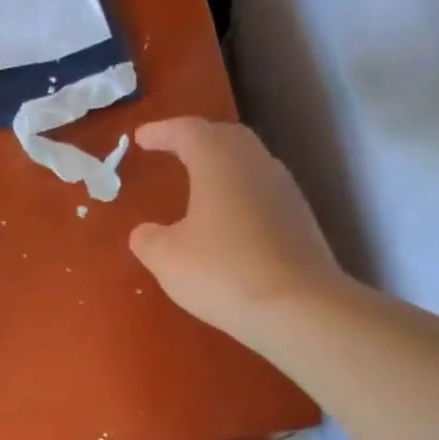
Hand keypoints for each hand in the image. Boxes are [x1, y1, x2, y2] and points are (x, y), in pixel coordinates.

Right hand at [129, 117, 348, 346]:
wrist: (298, 308)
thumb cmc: (222, 271)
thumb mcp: (166, 258)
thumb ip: (148, 239)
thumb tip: (145, 232)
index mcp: (219, 161)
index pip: (187, 131)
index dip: (161, 131)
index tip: (140, 138)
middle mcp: (255, 164)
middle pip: (225, 137)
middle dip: (196, 139)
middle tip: (172, 148)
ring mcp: (283, 190)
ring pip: (247, 162)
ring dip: (220, 164)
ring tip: (197, 179)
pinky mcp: (298, 219)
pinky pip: (260, 190)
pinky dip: (237, 191)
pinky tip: (225, 216)